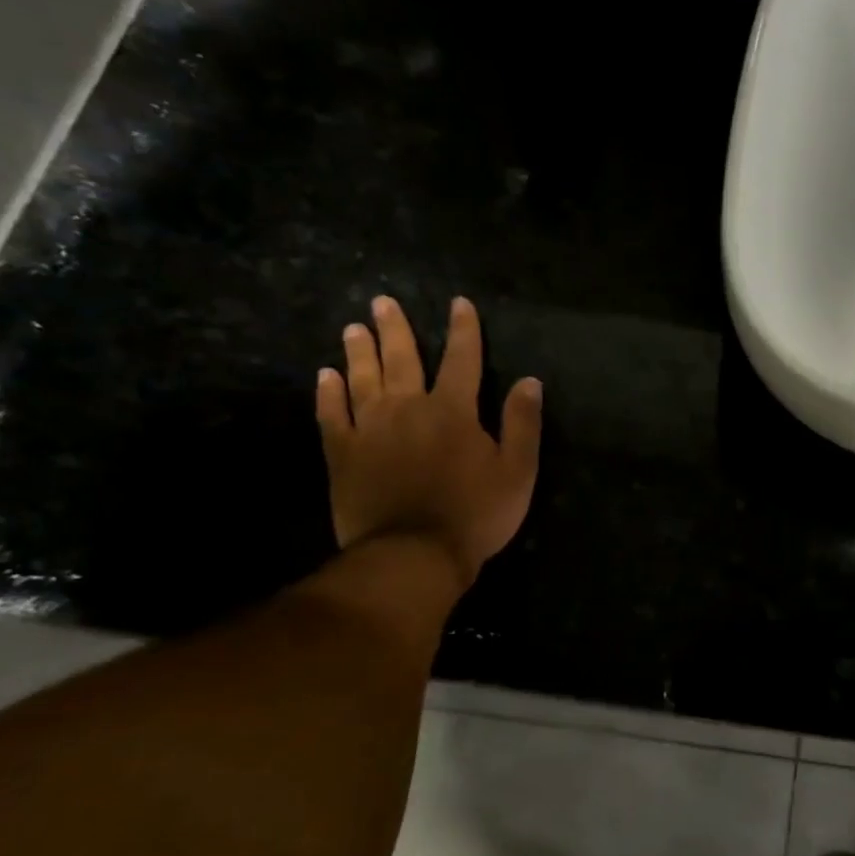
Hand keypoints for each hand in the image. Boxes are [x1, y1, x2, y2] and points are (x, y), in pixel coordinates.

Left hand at [316, 295, 541, 590]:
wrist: (414, 553)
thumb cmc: (476, 513)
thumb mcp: (518, 471)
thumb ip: (523, 424)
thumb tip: (529, 381)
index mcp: (453, 411)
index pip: (462, 360)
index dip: (463, 330)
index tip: (459, 304)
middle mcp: (407, 408)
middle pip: (401, 359)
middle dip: (395, 328)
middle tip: (382, 302)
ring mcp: (370, 430)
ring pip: (362, 379)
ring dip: (359, 352)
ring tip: (353, 328)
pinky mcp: (342, 454)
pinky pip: (331, 415)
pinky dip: (328, 394)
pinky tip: (325, 377)